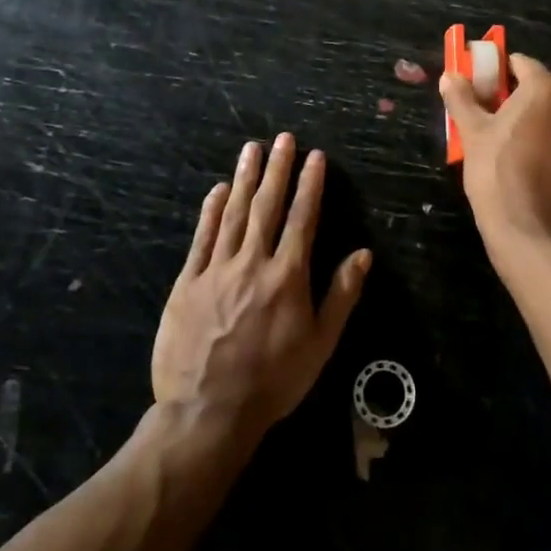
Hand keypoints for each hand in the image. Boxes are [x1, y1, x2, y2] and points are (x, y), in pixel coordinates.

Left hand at [153, 134, 369, 439]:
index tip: (315, 157)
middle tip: (282, 139)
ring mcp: (216, 269)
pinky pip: (202, 237)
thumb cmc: (274, 380)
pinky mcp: (187, 282)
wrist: (208, 411)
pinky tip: (218, 189)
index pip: (302, 218)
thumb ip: (341, 295)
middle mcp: (253, 262)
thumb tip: (363, 254)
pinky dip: (211, 211)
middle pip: (267, 206)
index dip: (310, 184)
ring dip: (244, 179)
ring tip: (252, 149)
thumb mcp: (320, 343)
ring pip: (233, 214)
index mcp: (288, 276)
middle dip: (276, 169)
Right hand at [440, 53, 550, 250]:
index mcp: (545, 88)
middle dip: (525, 89)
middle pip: (547, 83)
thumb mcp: (472, 134)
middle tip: (499, 110)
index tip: (484, 86)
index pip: (521, 63)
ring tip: (517, 133)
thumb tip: (450, 75)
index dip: (500, 70)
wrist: (534, 231)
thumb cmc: (497, 175)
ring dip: (544, 111)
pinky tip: (537, 154)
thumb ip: (462, 98)